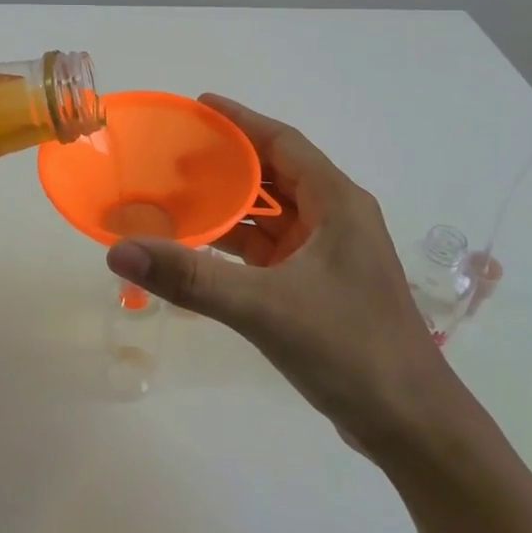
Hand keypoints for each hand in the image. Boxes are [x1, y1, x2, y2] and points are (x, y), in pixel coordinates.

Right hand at [105, 95, 467, 458]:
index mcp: (336, 202)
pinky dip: (239, 245)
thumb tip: (120, 250)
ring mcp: (331, 255)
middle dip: (229, 163)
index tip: (198, 106)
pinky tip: (203, 250)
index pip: (282, 142)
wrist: (411, 426)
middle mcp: (336, 218)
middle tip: (175, 155)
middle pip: (276, 174)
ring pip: (273, 215)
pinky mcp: (322, 287)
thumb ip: (192, 279)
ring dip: (232, 206)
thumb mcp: (264, 308)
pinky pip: (273, 250)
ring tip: (179, 197)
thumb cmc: (348, 348)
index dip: (241, 121)